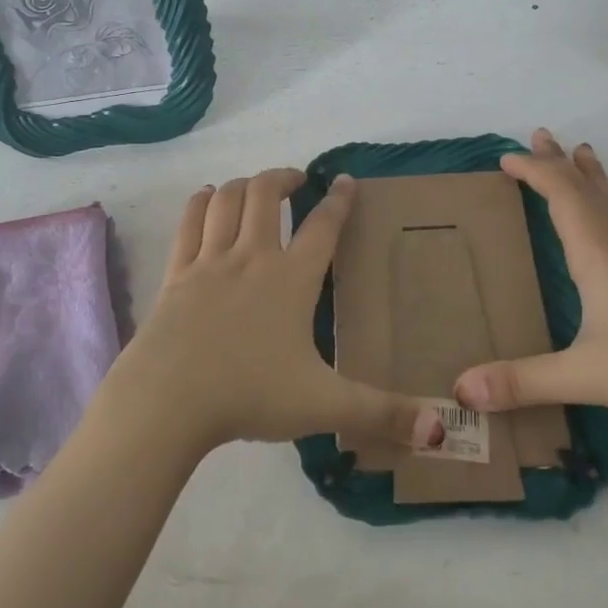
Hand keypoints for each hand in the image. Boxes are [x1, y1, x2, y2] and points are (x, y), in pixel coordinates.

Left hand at [100, 169, 443, 458]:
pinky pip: (189, 222)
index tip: (345, 180)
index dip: (339, 199)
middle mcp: (251, 257)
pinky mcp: (176, 273)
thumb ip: (381, 413)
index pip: (323, 226)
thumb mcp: (323, 405)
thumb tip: (439, 429)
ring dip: (244, 184)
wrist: (169, 400)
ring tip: (255, 187)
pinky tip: (208, 197)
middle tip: (296, 181)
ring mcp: (209, 261)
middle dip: (283, 179)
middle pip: (265, 194)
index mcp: (292, 279)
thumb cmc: (249, 395)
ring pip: (227, 200)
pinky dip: (201, 201)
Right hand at [454, 129, 607, 427]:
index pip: (559, 195)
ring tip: (583, 148)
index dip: (533, 171)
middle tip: (540, 135)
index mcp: (597, 253)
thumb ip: (520, 381)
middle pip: (586, 189)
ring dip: (597, 175)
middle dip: (559, 162)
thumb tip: (461, 390)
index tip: (506, 157)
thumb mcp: (583, 375)